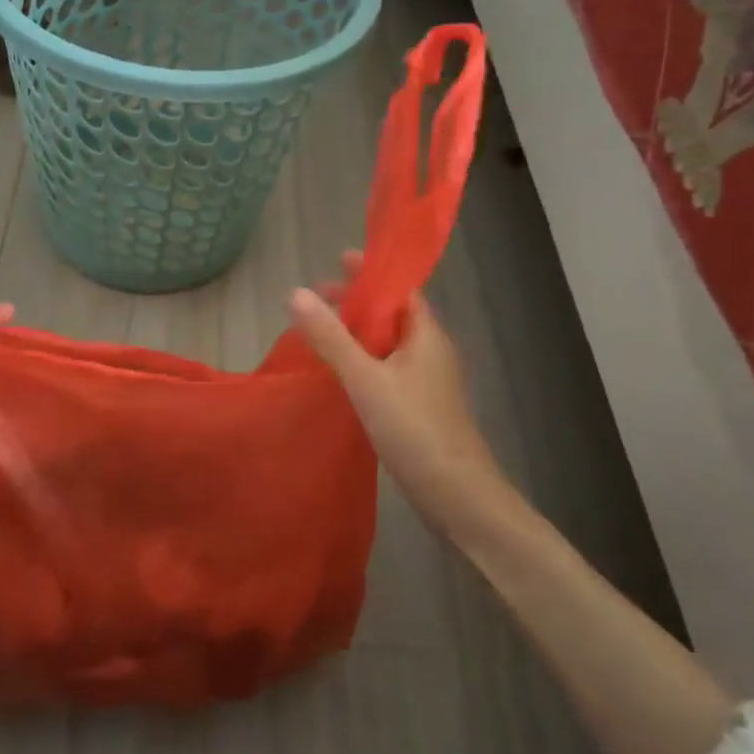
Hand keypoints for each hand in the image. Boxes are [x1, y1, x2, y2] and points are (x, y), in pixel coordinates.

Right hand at [288, 252, 516, 546]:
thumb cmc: (414, 428)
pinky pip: (388, 368)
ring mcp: (428, 381)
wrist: (457, 494)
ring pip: (390, 343)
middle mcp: (431, 351)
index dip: (372, 272)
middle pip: (393, 313)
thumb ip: (330, 337)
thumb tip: (296, 292)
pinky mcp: (420, 406)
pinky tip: (341, 373)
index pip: (401, 289)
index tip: (339, 259)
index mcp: (426, 335)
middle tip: (318, 297)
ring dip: (359, 331)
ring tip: (322, 330)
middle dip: (358, 301)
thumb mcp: (365, 378)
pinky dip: (364, 359)